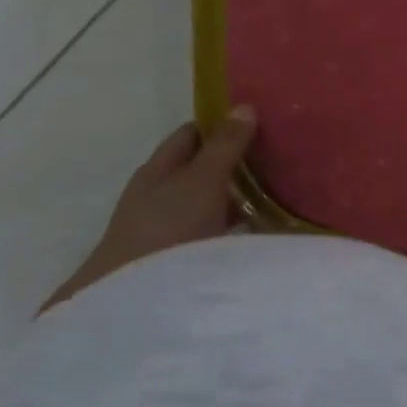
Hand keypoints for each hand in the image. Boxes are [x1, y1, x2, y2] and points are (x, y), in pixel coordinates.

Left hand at [42, 109, 257, 310]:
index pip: (189, 134)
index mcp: (158, 168)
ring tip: (273, 194)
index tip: (255, 123)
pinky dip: (230, 225)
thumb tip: (243, 106)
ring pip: (203, 200)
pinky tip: (254, 231)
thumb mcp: (203, 181)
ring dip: (231, 196)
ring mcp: (162, 227)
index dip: (218, 125)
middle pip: (197, 167)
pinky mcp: (173, 257)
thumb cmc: (168, 228)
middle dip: (230, 161)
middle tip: (273, 158)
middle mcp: (156, 194)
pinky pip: (209, 229)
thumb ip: (224, 146)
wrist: (133, 300)